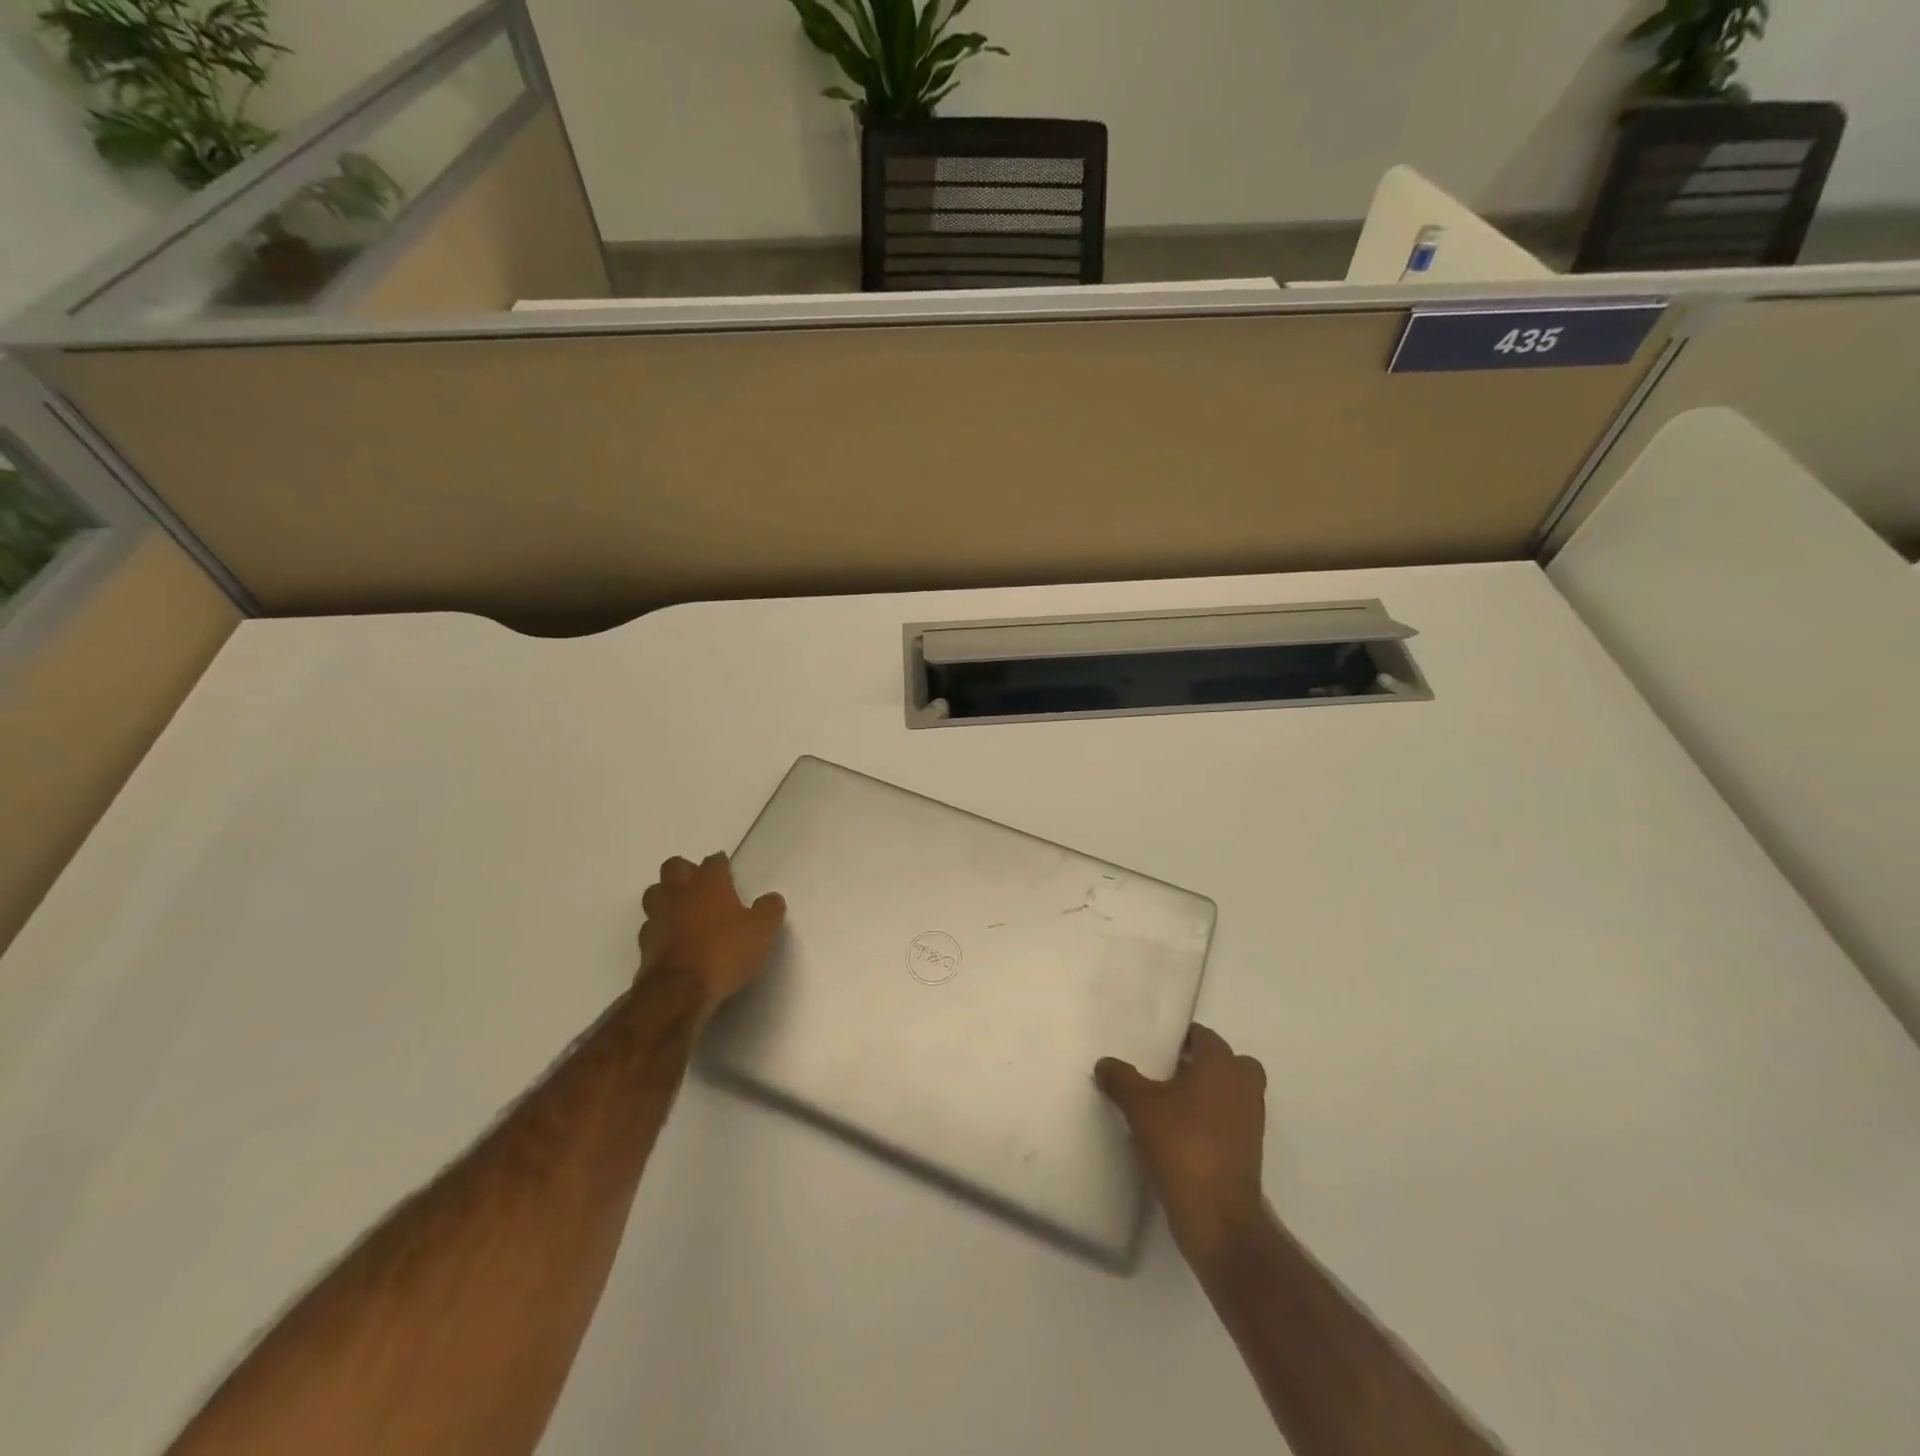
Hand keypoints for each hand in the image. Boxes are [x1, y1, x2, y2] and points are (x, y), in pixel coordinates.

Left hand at [639, 854, 785, 1012]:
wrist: (679, 992)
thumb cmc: (725, 952)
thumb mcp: (762, 931)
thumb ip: (769, 910)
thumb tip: (771, 898)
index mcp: (708, 883)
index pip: (713, 861)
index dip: (722, 865)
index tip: (730, 874)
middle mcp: (678, 892)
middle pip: (674, 867)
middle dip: (686, 872)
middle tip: (703, 889)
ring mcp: (656, 917)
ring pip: (655, 894)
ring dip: (667, 898)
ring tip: (685, 912)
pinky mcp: (643, 945)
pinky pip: (651, 927)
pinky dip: (661, 930)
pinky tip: (675, 942)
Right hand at [1097, 1024, 1268, 1267]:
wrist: (1217, 1214)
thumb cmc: (1181, 1144)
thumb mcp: (1139, 1107)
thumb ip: (1121, 1079)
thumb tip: (1105, 1064)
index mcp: (1221, 1064)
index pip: (1204, 1036)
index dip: (1182, 1038)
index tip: (1158, 1047)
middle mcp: (1243, 1085)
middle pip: (1227, 1062)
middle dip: (1203, 1064)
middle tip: (1169, 1072)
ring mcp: (1252, 1120)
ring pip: (1232, 1092)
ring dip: (1209, 1093)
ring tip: (1172, 1103)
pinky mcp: (1250, 1150)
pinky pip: (1231, 1120)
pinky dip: (1213, 1120)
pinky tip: (1182, 1132)